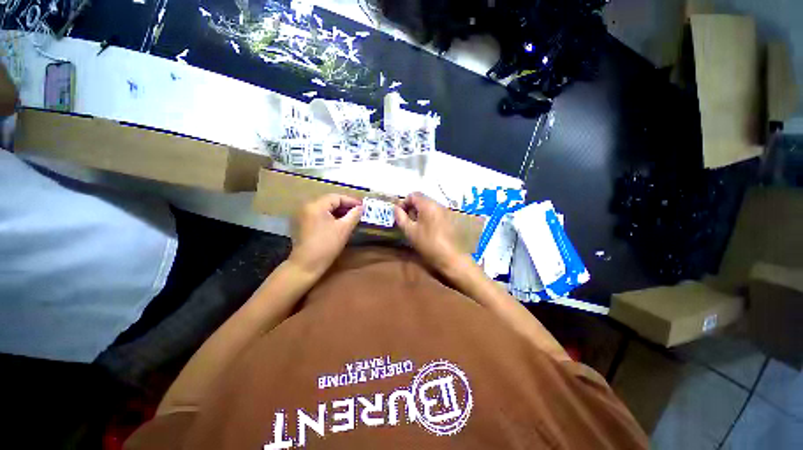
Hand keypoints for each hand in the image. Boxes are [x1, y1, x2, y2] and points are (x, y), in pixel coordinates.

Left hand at [289, 194, 362, 278]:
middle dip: (345, 206)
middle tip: (358, 211)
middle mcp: (307, 206)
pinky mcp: (302, 223)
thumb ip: (354, 215)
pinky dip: (331, 216)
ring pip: (325, 208)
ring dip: (339, 211)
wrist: (306, 265)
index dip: (351, 201)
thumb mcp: (344, 229)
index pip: (336, 197)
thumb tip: (361, 207)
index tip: (363, 206)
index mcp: (316, 205)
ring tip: (351, 217)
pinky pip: (319, 215)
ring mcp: (303, 215)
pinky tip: (340, 222)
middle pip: (330, 201)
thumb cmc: (327, 245)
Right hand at [395, 192, 464, 273]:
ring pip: (428, 206)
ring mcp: (445, 211)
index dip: (403, 202)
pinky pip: (435, 212)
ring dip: (419, 213)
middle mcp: (438, 204)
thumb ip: (401, 217)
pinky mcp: (449, 219)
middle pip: (421, 199)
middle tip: (406, 221)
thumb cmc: (428, 243)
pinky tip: (426, 230)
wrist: (450, 257)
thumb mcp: (410, 231)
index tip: (399, 215)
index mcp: (428, 205)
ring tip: (415, 227)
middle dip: (411, 208)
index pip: (413, 195)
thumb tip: (396, 208)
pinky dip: (427, 217)